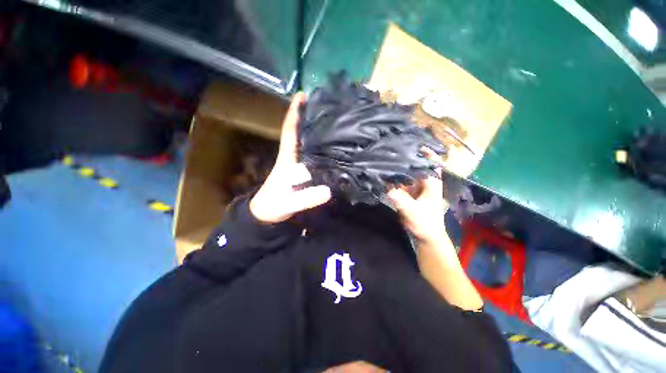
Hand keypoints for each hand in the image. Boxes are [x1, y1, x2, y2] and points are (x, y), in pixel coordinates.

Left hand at [249, 93, 331, 222]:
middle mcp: (292, 157)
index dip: (294, 113)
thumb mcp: (290, 203)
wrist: (267, 213)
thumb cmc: (274, 205)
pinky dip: (318, 146)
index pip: (290, 131)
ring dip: (314, 129)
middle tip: (325, 104)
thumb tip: (328, 190)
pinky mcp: (300, 171)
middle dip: (308, 116)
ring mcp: (296, 164)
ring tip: (331, 120)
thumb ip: (306, 198)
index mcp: (287, 158)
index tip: (302, 95)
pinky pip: (310, 154)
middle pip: (299, 132)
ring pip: (305, 141)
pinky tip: (329, 145)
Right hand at [387, 151, 447, 244]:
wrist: (425, 236)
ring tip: (385, 157)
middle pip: (415, 164)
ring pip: (406, 172)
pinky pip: (399, 181)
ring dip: (398, 166)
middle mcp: (424, 180)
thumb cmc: (425, 223)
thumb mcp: (411, 210)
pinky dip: (393, 177)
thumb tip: (382, 183)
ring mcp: (415, 186)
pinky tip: (384, 172)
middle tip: (390, 147)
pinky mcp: (407, 192)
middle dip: (405, 156)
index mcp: (431, 181)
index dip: (422, 149)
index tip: (409, 141)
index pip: (429, 160)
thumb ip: (397, 197)